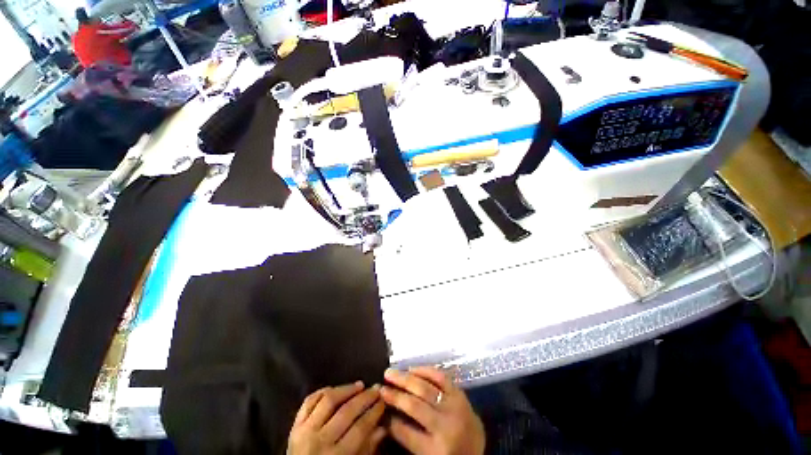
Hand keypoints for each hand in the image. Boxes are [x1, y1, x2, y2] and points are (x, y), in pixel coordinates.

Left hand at [288, 382, 386, 454]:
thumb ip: (367, 448)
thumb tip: (383, 427)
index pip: (360, 428)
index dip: (374, 412)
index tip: (383, 400)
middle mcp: (319, 441)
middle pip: (346, 411)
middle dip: (365, 398)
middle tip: (375, 389)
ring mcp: (305, 431)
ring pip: (328, 400)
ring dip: (346, 389)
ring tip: (360, 385)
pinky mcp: (295, 425)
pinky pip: (309, 401)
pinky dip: (324, 391)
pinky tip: (336, 389)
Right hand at [380, 367, 484, 454]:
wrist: (479, 450)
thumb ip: (409, 438)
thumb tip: (388, 417)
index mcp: (437, 450)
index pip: (406, 433)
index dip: (390, 421)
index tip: (379, 409)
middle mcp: (445, 426)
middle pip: (414, 406)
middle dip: (395, 395)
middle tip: (380, 387)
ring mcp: (454, 407)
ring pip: (425, 388)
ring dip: (405, 379)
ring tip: (390, 373)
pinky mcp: (460, 394)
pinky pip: (441, 377)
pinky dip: (425, 371)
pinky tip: (412, 368)